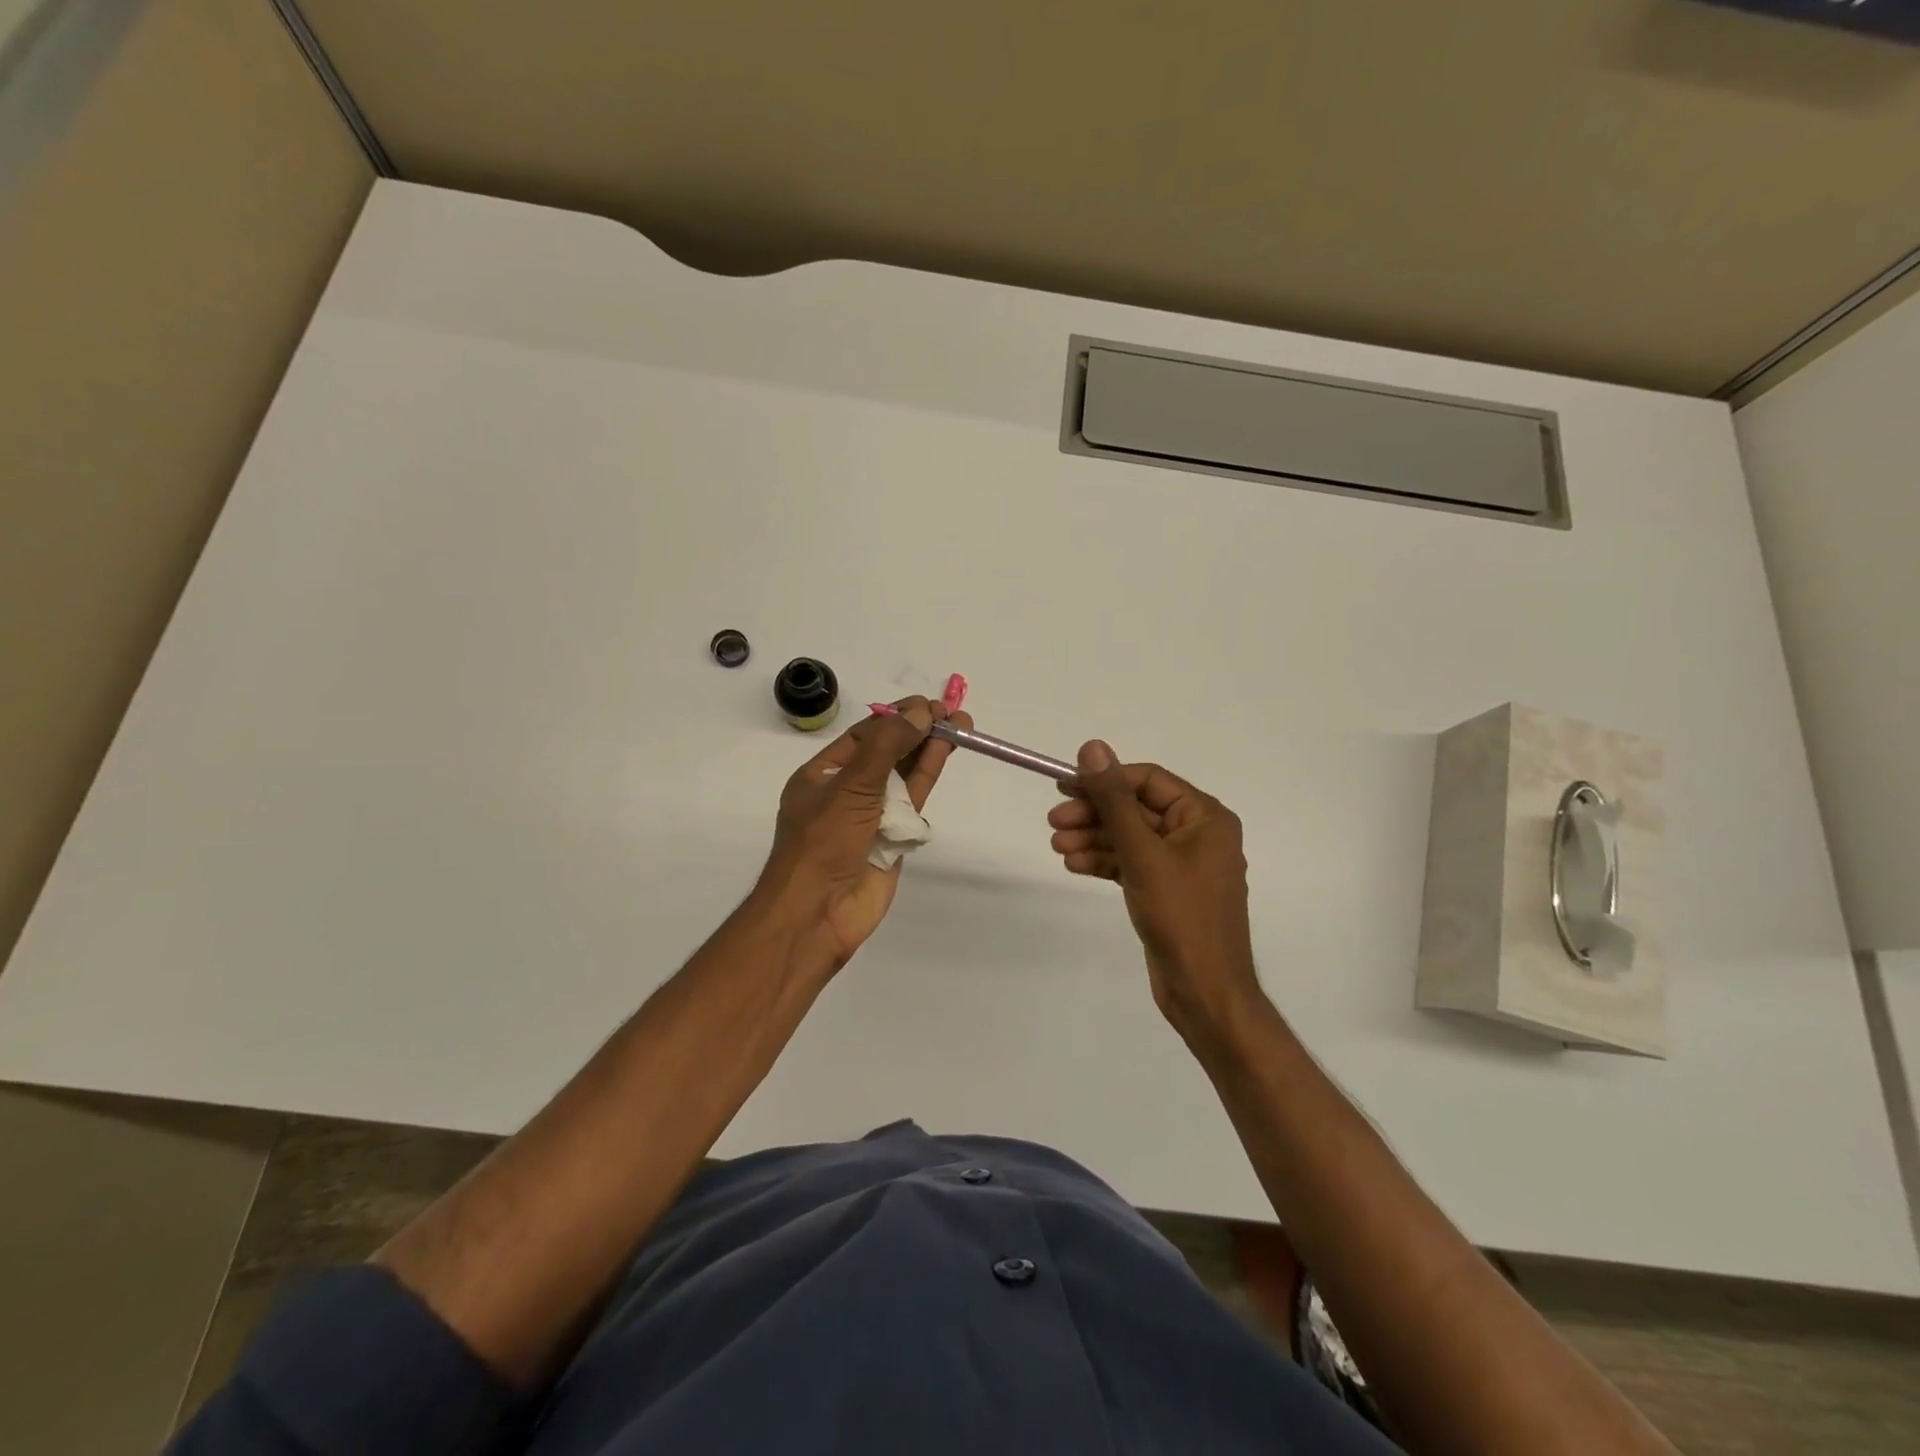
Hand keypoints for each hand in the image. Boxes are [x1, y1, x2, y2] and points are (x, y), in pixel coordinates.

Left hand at [753, 696, 972, 974]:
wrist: (818, 913)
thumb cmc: (823, 843)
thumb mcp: (851, 787)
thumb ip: (887, 748)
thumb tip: (920, 713)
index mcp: (822, 775)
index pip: (863, 736)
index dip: (895, 718)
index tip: (927, 705)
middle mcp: (846, 791)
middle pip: (887, 752)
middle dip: (918, 731)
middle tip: (953, 713)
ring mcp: (870, 815)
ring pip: (903, 774)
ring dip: (929, 749)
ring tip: (962, 726)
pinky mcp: (892, 838)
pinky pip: (912, 801)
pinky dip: (927, 776)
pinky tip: (945, 753)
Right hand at [1047, 741, 1263, 1044]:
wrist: (1204, 991)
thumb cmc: (1181, 916)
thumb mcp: (1142, 853)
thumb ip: (1114, 800)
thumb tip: (1092, 748)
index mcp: (1205, 817)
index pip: (1147, 780)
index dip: (1104, 779)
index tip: (1063, 785)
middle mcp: (1197, 834)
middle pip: (1135, 809)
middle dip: (1094, 814)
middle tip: (1053, 822)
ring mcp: (1181, 865)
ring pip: (1130, 838)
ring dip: (1094, 838)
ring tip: (1056, 846)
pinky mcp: (1166, 890)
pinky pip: (1131, 863)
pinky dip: (1104, 861)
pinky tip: (1073, 864)